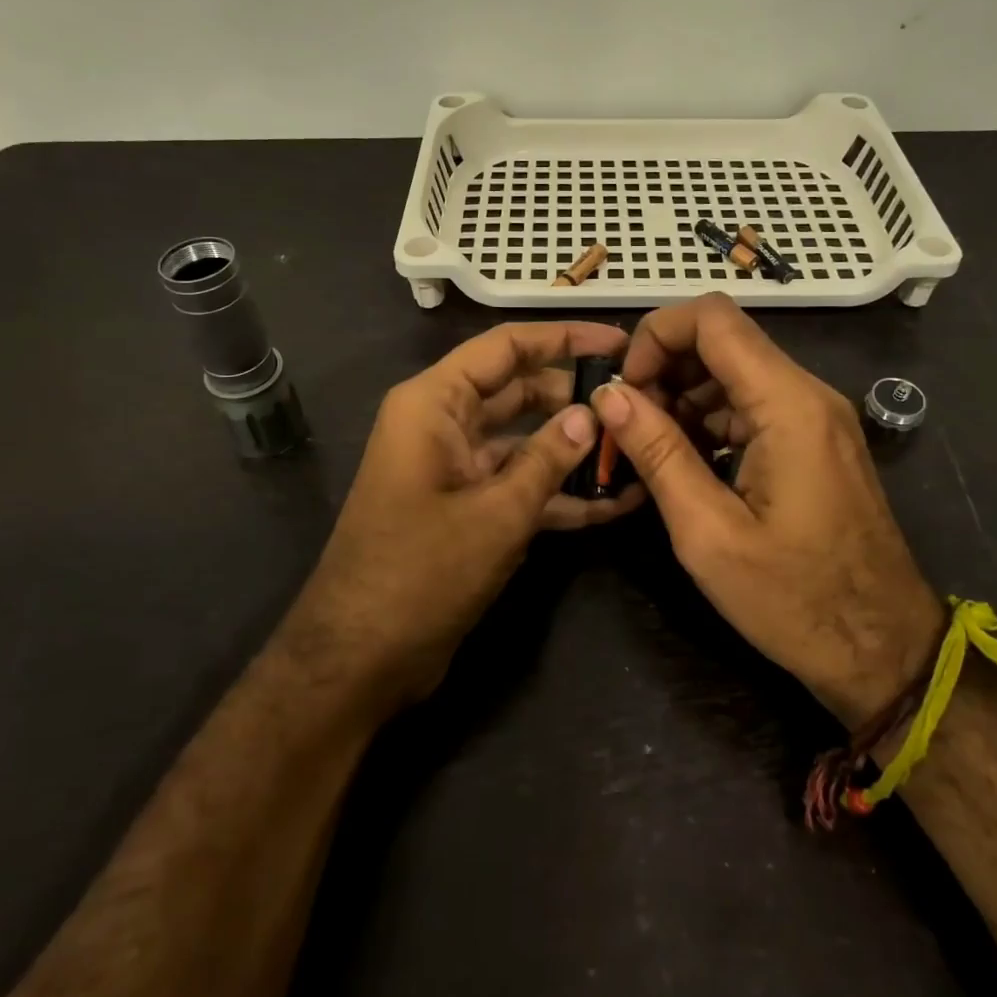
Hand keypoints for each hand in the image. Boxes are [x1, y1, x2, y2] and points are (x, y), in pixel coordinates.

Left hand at [288, 321, 645, 710]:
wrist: (360, 659)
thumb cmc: (420, 571)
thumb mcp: (496, 512)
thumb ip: (547, 458)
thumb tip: (591, 414)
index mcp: (434, 403)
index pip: (505, 347)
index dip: (563, 338)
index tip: (618, 343)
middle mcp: (443, 424)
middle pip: (518, 390)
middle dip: (574, 397)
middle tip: (636, 403)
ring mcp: (455, 467)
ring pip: (523, 439)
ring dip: (572, 449)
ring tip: (636, 451)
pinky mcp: (465, 507)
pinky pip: (516, 484)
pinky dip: (556, 492)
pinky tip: (612, 505)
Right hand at [591, 294, 940, 726]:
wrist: (884, 650)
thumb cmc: (796, 600)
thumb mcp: (709, 533)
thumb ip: (657, 453)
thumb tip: (609, 395)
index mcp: (788, 405)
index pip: (713, 318)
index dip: (657, 335)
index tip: (626, 388)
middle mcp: (808, 394)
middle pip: (723, 340)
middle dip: (665, 369)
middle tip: (628, 425)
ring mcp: (816, 416)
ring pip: (734, 372)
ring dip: (684, 397)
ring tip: (649, 449)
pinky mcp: (814, 440)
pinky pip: (752, 405)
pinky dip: (710, 420)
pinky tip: (685, 463)